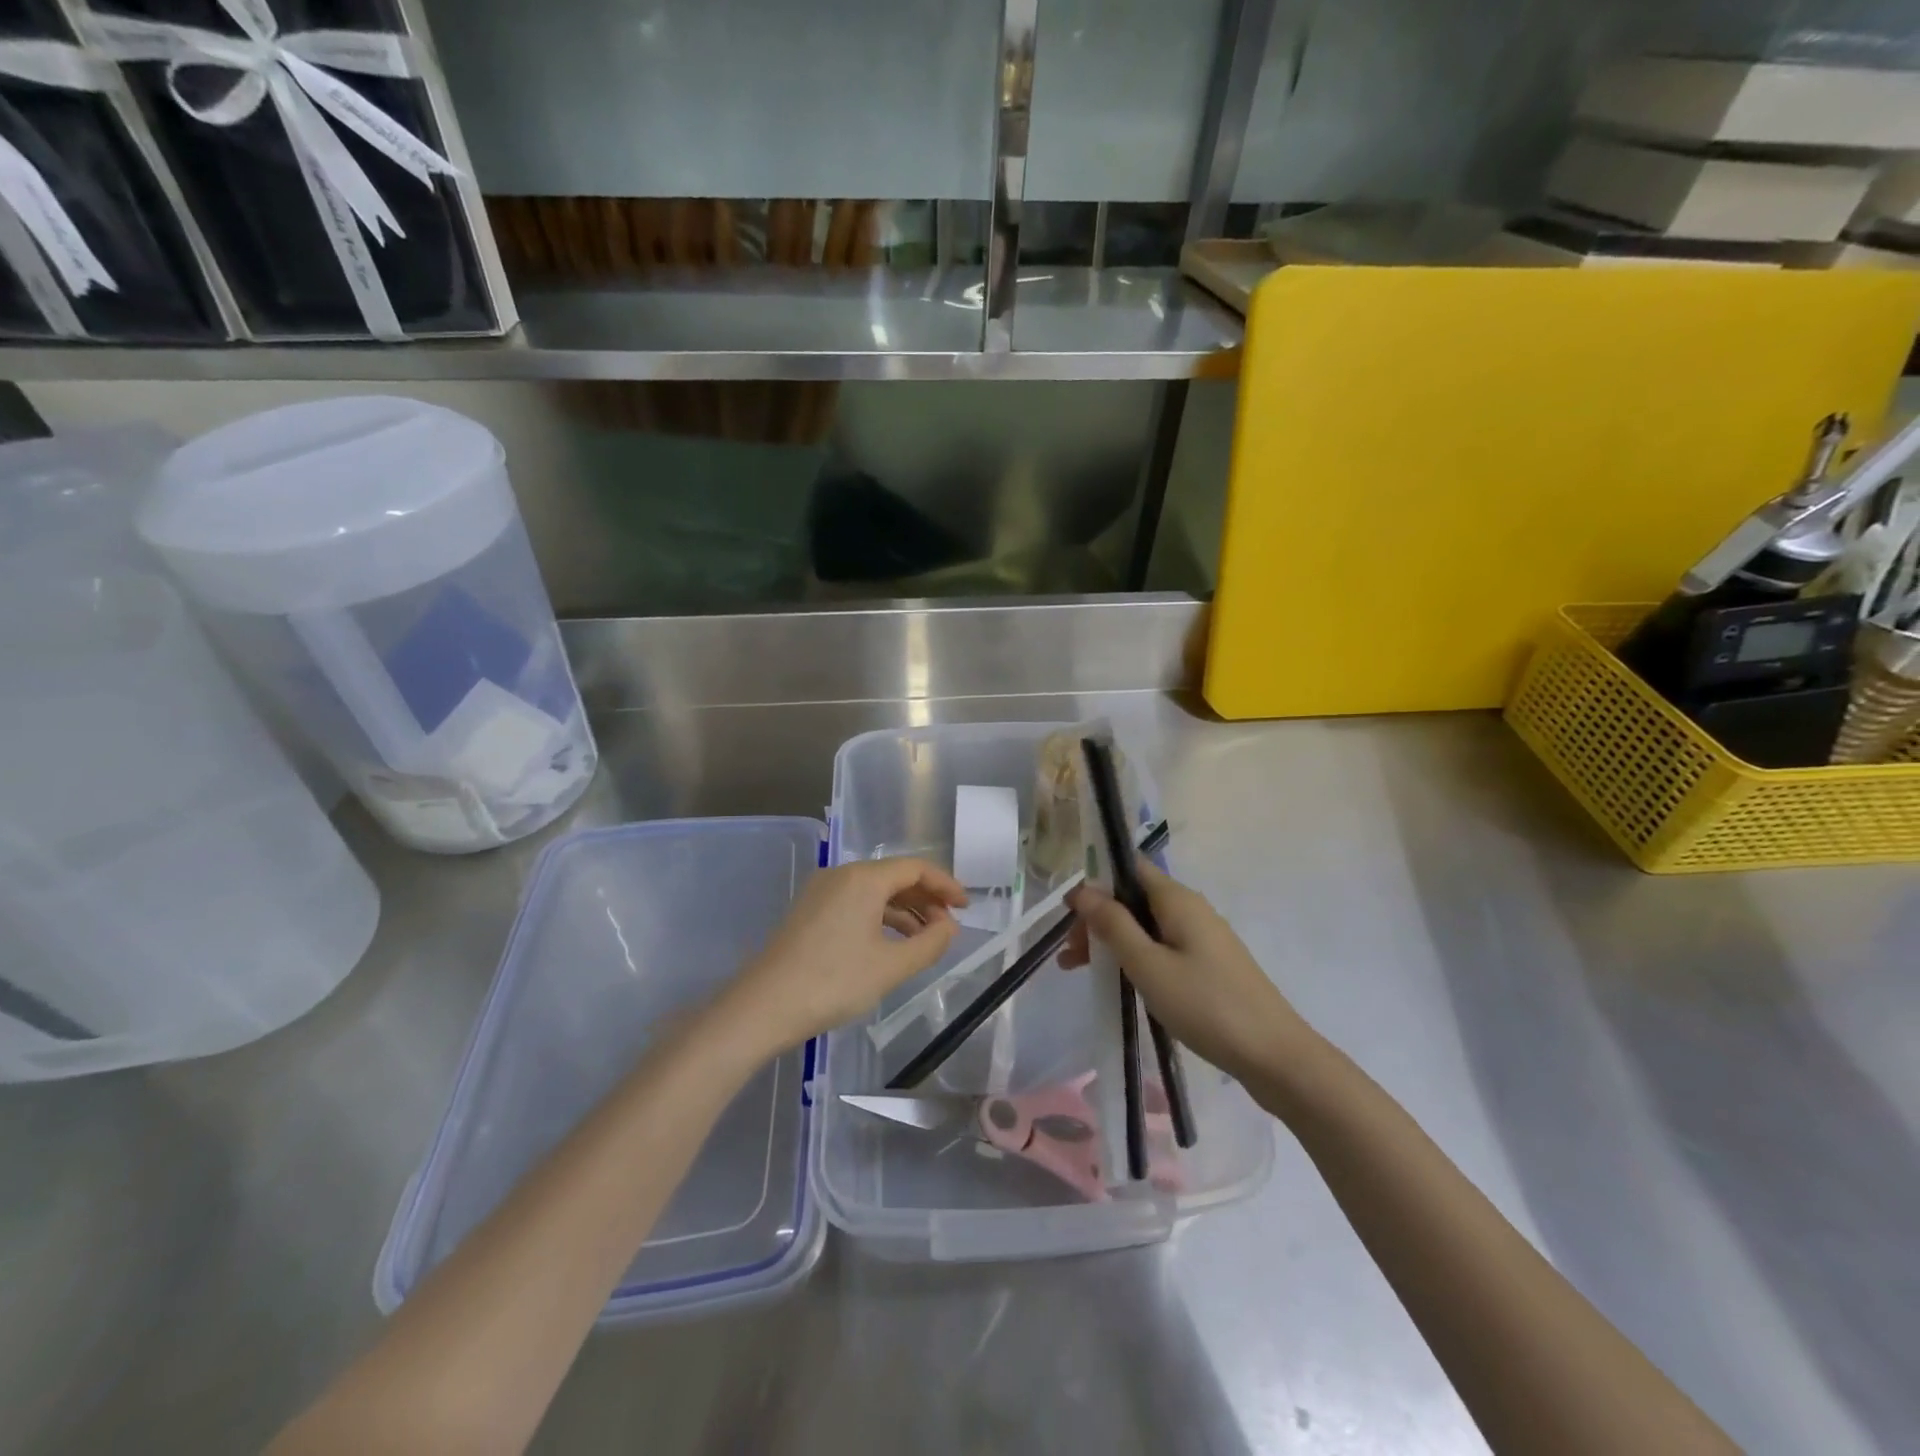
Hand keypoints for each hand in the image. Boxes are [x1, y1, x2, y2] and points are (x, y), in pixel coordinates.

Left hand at [719, 858, 966, 1054]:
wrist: (763, 1006)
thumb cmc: (833, 983)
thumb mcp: (890, 967)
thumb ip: (929, 943)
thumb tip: (949, 926)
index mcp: (864, 879)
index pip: (916, 868)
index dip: (945, 885)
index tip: (966, 907)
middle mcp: (842, 875)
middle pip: (895, 876)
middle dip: (926, 898)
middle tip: (949, 926)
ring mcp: (822, 892)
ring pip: (874, 891)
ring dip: (904, 910)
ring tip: (925, 939)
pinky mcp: (810, 911)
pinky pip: (856, 903)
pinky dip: (880, 917)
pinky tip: (891, 944)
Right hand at [1062, 861, 1310, 1084]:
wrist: (1275, 1057)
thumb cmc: (1206, 1006)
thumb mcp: (1148, 965)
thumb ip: (1113, 925)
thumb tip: (1083, 890)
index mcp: (1178, 899)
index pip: (1130, 868)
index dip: (1096, 882)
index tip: (1069, 912)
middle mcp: (1191, 909)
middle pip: (1135, 899)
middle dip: (1099, 919)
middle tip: (1070, 953)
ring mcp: (1203, 938)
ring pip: (1147, 926)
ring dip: (1113, 941)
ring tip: (1081, 970)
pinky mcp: (1210, 965)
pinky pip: (1163, 947)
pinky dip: (1136, 957)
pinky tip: (1122, 982)